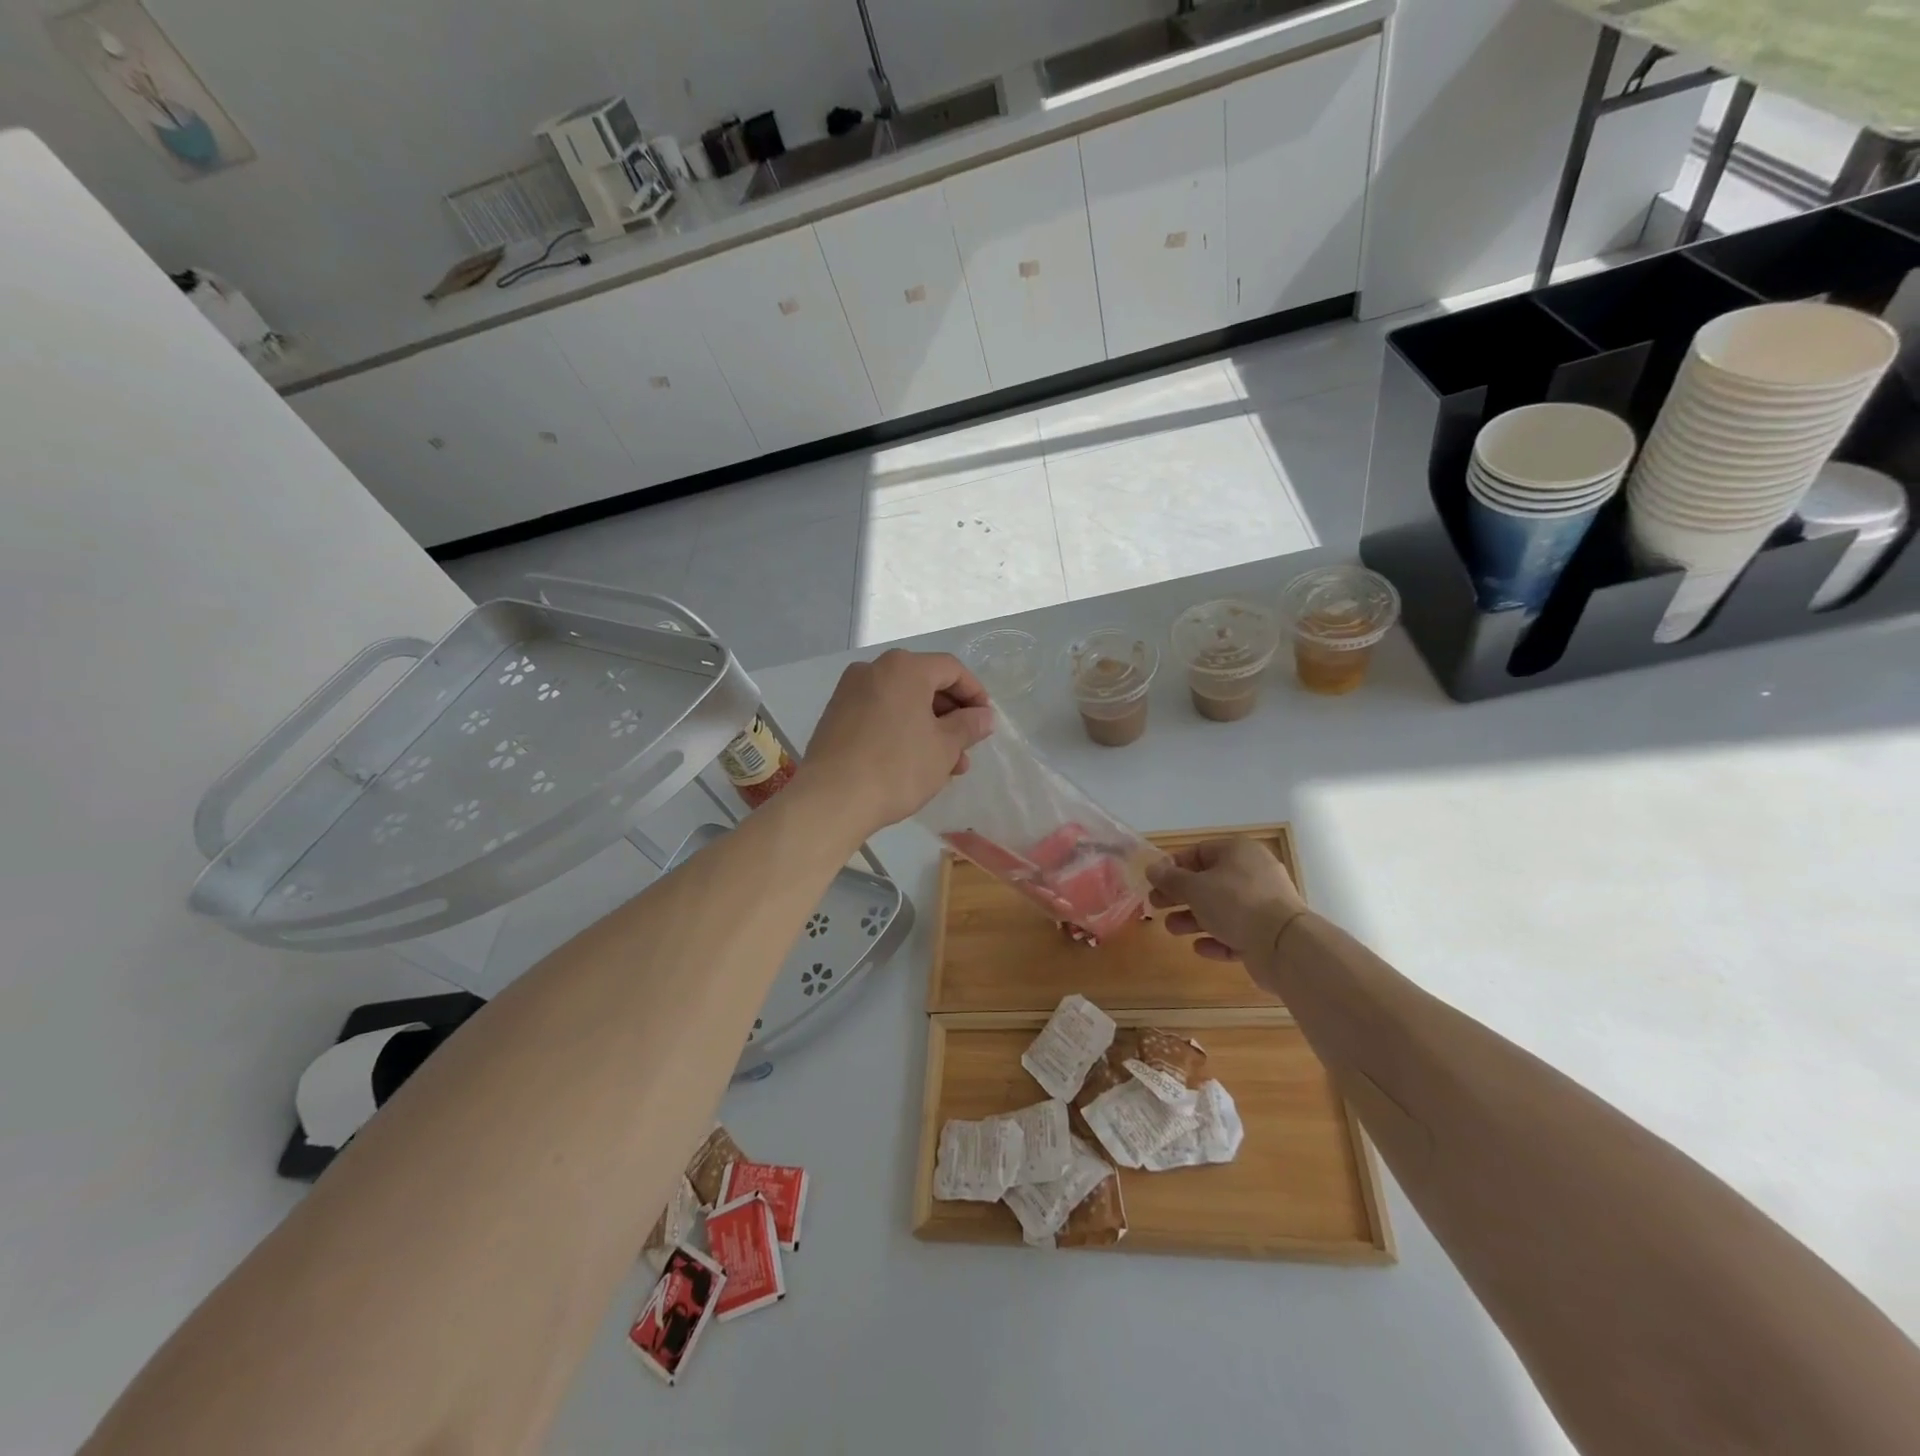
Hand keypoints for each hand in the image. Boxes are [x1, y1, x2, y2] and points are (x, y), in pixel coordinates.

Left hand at [798, 650, 995, 837]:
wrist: (832, 798)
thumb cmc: (897, 767)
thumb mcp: (944, 748)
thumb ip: (968, 726)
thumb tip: (984, 716)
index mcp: (904, 668)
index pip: (951, 669)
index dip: (975, 694)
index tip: (986, 722)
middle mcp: (874, 670)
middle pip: (924, 684)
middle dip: (950, 717)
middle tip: (966, 749)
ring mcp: (850, 692)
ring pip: (902, 703)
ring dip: (928, 729)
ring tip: (946, 767)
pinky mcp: (835, 716)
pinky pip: (880, 715)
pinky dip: (901, 731)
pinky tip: (913, 764)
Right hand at [1147, 839, 1306, 964]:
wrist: (1284, 944)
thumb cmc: (1235, 903)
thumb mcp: (1194, 887)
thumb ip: (1170, 879)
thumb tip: (1151, 868)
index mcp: (1238, 852)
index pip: (1200, 852)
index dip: (1174, 866)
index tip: (1155, 882)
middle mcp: (1253, 873)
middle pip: (1208, 882)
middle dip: (1180, 896)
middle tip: (1157, 906)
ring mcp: (1263, 904)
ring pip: (1221, 909)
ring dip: (1194, 919)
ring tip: (1173, 929)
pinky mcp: (1267, 933)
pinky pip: (1236, 933)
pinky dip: (1217, 939)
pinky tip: (1200, 948)